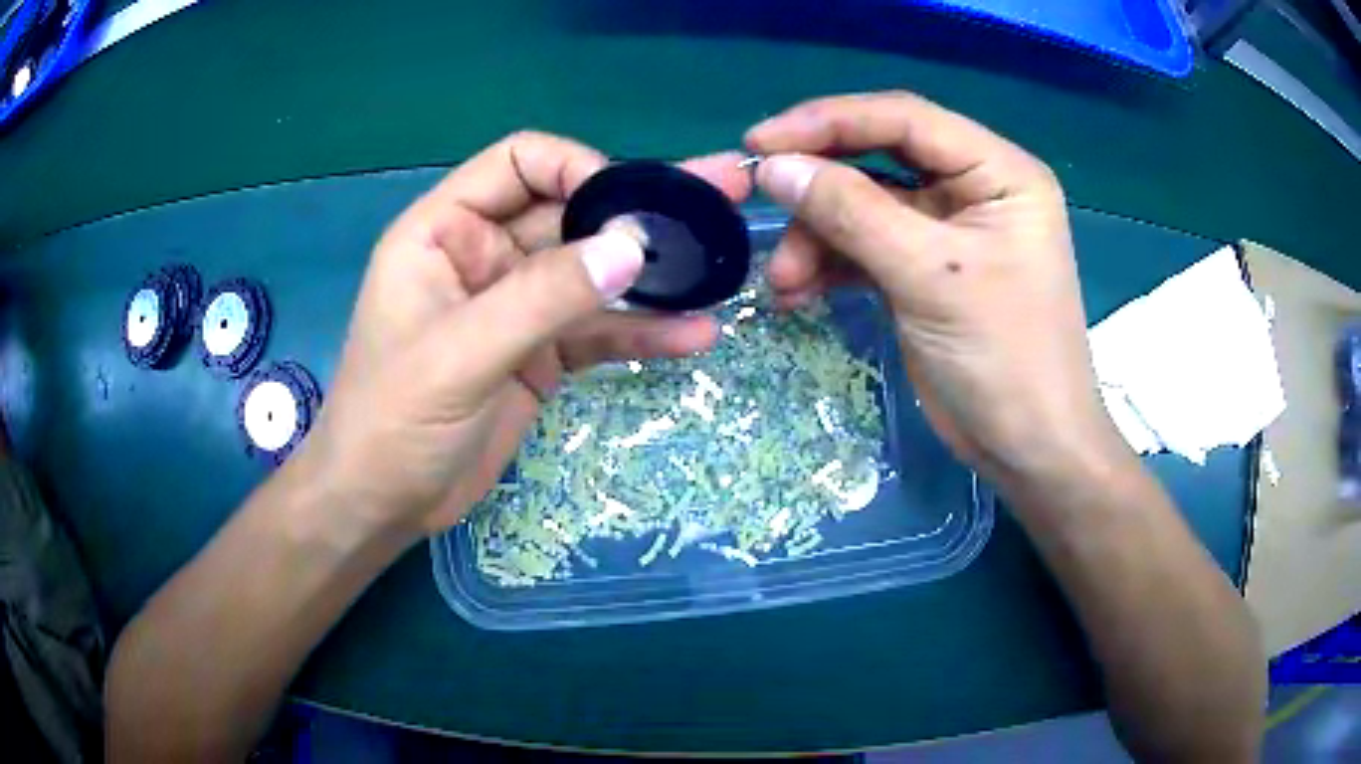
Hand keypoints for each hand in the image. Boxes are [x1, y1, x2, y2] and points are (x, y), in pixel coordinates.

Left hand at [300, 133, 752, 537]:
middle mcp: (485, 255)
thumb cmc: (392, 423)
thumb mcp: (460, 355)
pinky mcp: (540, 354)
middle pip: (571, 213)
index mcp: (445, 231)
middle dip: (641, 212)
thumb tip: (632, 247)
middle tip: (718, 198)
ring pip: (593, 273)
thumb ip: (543, 298)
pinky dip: (641, 332)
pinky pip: (597, 330)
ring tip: (721, 268)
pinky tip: (692, 336)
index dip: (578, 169)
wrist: (384, 505)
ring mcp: (517, 306)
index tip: (631, 205)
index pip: (520, 164)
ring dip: (654, 274)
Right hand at [746, 92, 1120, 481]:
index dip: (829, 121)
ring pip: (864, 206)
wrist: (1027, 450)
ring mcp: (948, 229)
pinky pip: (866, 246)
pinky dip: (830, 264)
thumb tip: (773, 166)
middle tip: (760, 204)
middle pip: (879, 158)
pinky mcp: (925, 269)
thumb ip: (851, 212)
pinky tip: (798, 292)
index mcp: (998, 171)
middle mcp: (974, 187)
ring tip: (783, 281)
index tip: (760, 143)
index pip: (904, 118)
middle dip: (819, 187)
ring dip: (817, 236)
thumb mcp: (929, 276)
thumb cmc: (1003, 358)